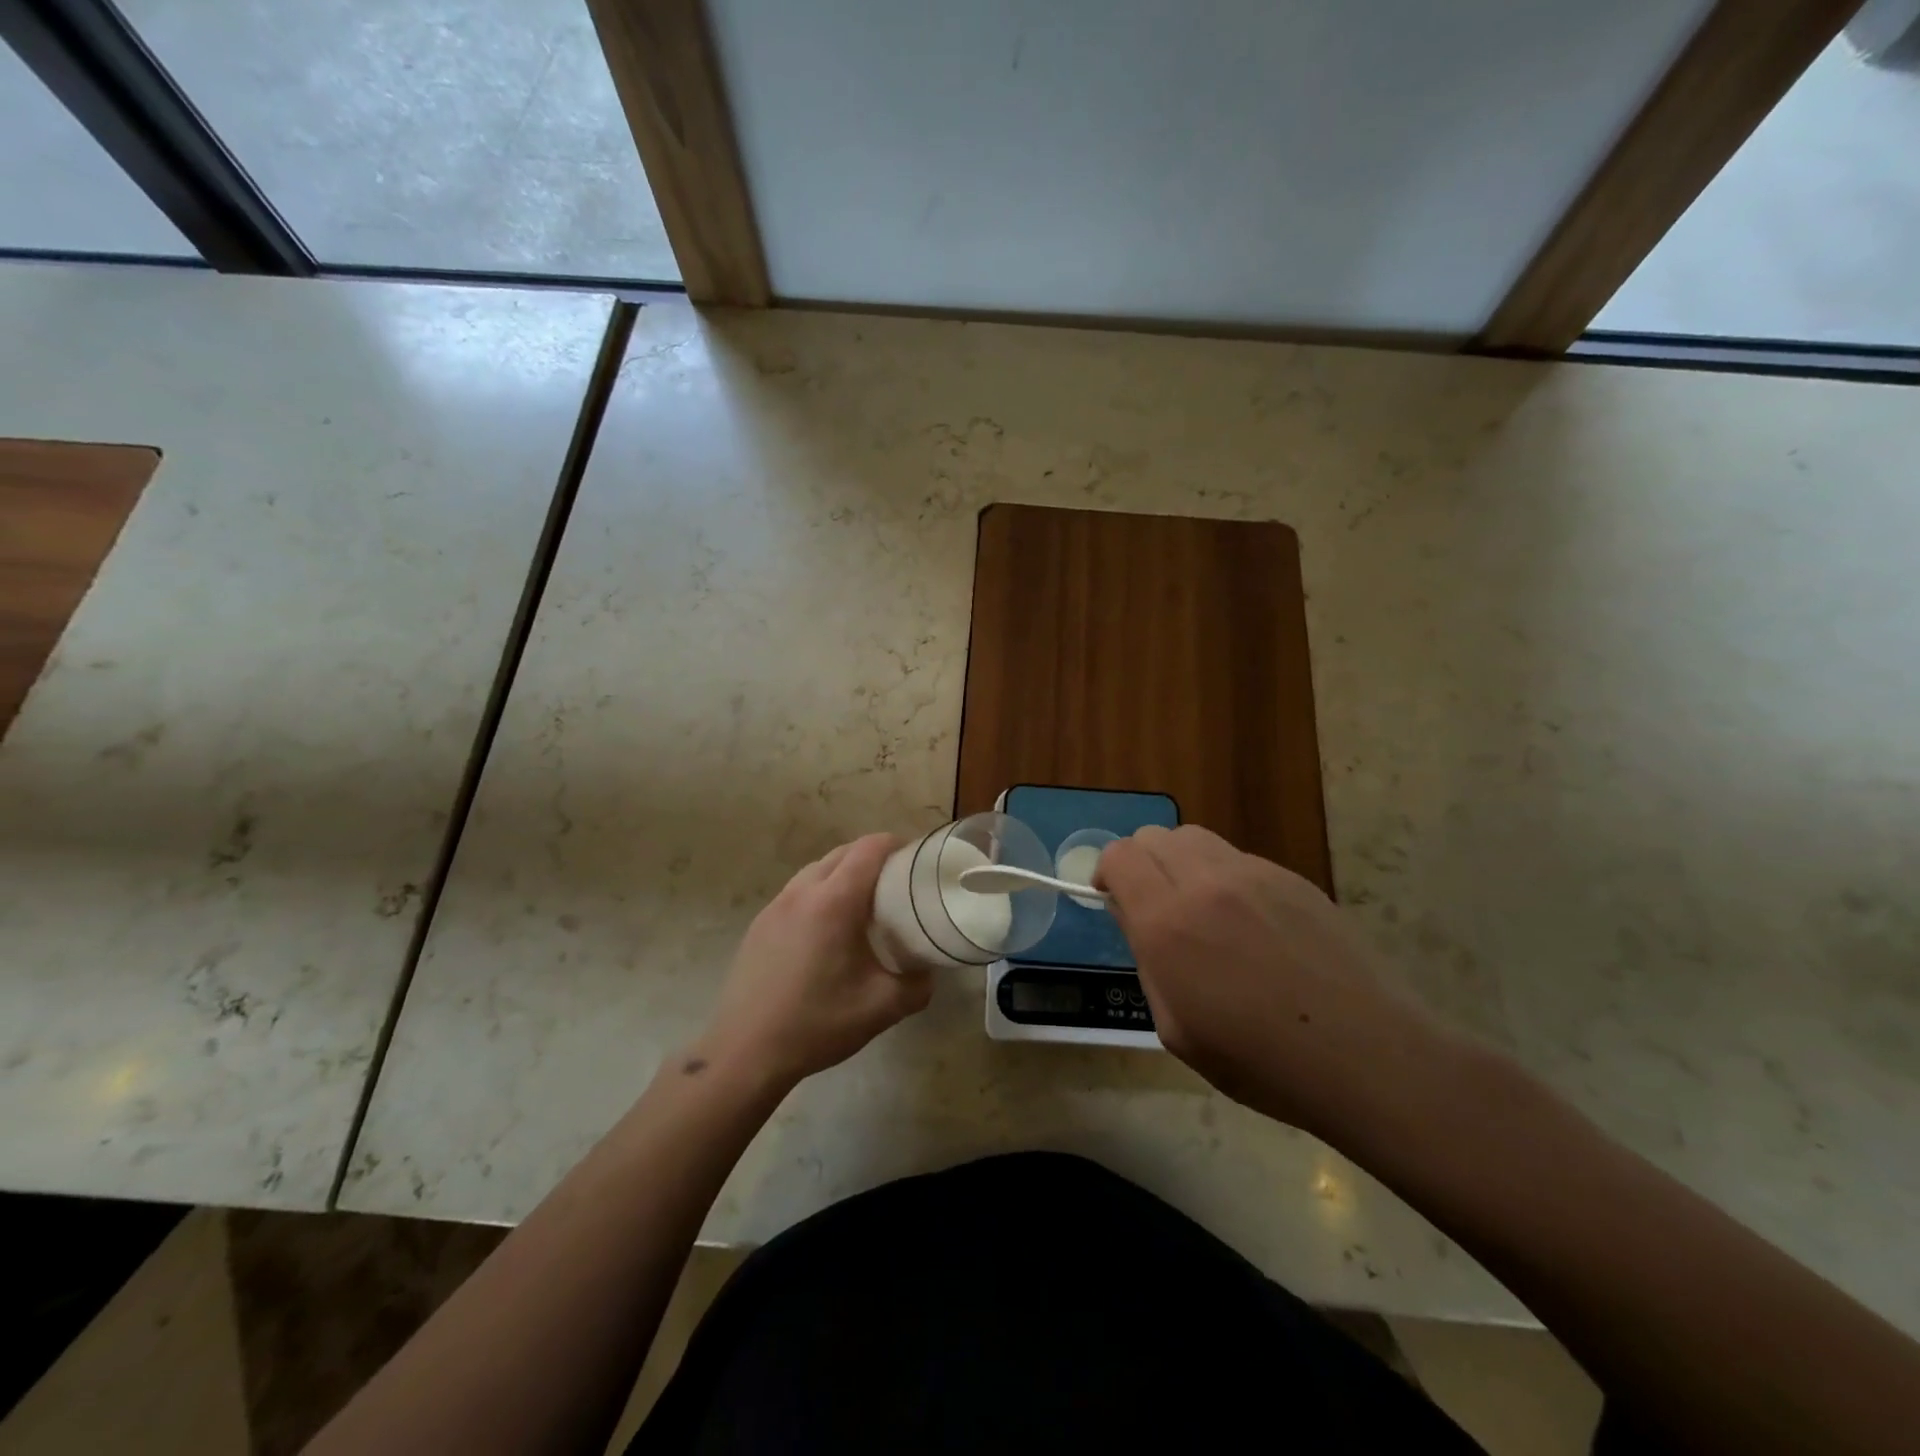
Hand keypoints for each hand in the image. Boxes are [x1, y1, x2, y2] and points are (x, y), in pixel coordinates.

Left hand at [697, 834, 932, 1088]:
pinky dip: (821, 891)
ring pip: (818, 868)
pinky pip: (798, 890)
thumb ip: (917, 985)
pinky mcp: (760, 923)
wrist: (745, 1052)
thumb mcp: (882, 1008)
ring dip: (845, 872)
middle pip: (844, 852)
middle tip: (898, 883)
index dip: (897, 845)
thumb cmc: (817, 1024)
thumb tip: (928, 972)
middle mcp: (803, 892)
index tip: (918, 861)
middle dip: (874, 856)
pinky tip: (828, 928)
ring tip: (865, 903)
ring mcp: (776, 905)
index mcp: (834, 902)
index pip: (870, 848)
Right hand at [1096, 825, 1447, 1138]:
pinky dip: (1223, 876)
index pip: (1119, 856)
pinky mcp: (1292, 877)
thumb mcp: (1176, 1029)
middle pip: (1153, 836)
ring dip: (1179, 862)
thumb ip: (1147, 961)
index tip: (1113, 900)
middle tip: (1153, 905)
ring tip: (1198, 907)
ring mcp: (1254, 873)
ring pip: (1194, 838)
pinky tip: (1249, 922)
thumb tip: (1135, 916)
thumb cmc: (1261, 1061)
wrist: (1366, 1055)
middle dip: (1140, 864)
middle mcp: (1205, 882)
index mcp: (1167, 922)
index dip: (1106, 872)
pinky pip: (1238, 858)